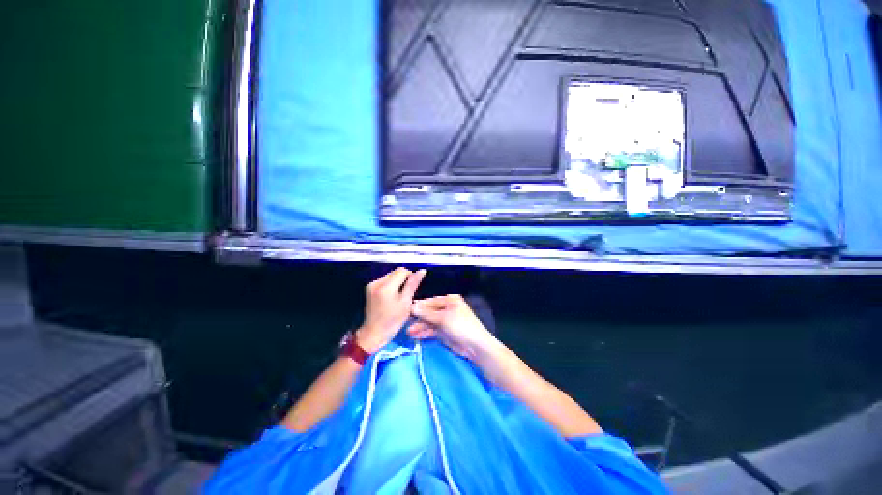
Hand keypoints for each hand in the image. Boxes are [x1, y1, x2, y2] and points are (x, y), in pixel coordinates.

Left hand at [356, 267, 426, 352]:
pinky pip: (384, 280)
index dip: (410, 277)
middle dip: (403, 280)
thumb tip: (421, 271)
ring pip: (390, 275)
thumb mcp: (406, 303)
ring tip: (398, 297)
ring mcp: (372, 284)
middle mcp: (377, 282)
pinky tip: (391, 297)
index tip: (411, 290)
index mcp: (386, 287)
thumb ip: (412, 284)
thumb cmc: (392, 321)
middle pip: (395, 272)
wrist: (374, 333)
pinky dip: (390, 285)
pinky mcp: (370, 287)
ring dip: (397, 282)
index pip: (402, 271)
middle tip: (405, 295)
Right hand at [409, 294, 496, 360]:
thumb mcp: (443, 318)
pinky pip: (432, 330)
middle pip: (429, 311)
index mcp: (450, 300)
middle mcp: (447, 308)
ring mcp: (445, 321)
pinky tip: (414, 335)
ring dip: (419, 326)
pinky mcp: (444, 332)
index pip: (431, 301)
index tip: (405, 309)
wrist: (475, 346)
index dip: (419, 306)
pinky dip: (424, 332)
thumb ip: (427, 313)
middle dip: (418, 318)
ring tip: (407, 332)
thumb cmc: (461, 326)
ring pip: (429, 322)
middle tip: (404, 322)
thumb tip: (412, 306)